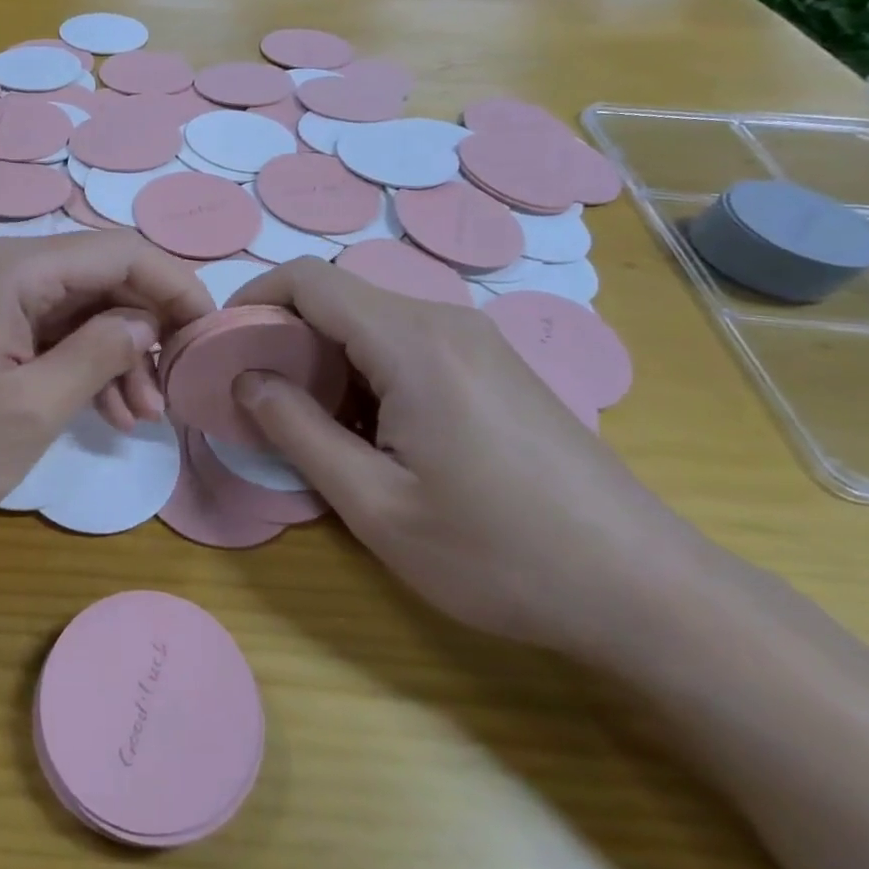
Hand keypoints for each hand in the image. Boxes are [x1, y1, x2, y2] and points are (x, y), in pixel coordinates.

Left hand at [0, 232, 211, 560]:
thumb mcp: (31, 410)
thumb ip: (99, 354)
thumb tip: (148, 320)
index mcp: (13, 270)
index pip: (119, 252)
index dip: (175, 286)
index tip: (210, 335)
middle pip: (96, 277)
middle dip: (144, 329)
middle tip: (170, 392)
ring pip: (69, 308)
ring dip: (112, 352)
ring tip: (139, 416)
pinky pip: (36, 331)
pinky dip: (72, 363)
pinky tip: (98, 409)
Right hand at [228, 259, 712, 660]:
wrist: (645, 590)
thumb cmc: (498, 553)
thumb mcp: (376, 505)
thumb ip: (298, 431)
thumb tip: (247, 380)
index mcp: (412, 342)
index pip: (309, 279)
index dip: (253, 298)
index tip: (223, 344)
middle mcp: (446, 322)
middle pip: (340, 296)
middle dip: (285, 334)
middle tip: (259, 396)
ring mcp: (479, 341)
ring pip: (373, 321)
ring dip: (327, 357)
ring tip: (314, 423)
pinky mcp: (496, 367)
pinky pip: (410, 343)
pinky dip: (368, 370)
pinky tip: (377, 433)